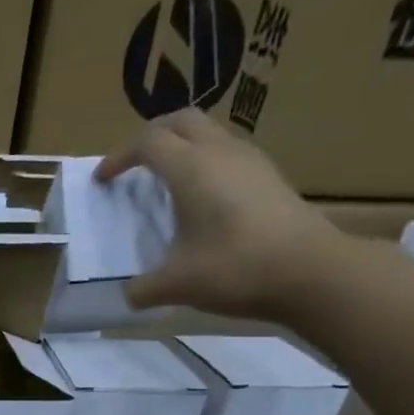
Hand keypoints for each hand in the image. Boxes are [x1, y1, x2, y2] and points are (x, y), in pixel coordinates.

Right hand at [96, 108, 341, 321]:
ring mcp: (251, 161)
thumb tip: (129, 294)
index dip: (119, 157)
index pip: (148, 142)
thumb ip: (143, 288)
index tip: (103, 180)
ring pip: (209, 134)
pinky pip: (228, 155)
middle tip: (133, 163)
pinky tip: (202, 199)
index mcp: (191, 168)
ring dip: (182, 147)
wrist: (310, 271)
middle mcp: (221, 153)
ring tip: (166, 180)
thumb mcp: (176, 285)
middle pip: (181, 121)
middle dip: (151, 136)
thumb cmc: (235, 268)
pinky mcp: (269, 177)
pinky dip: (205, 164)